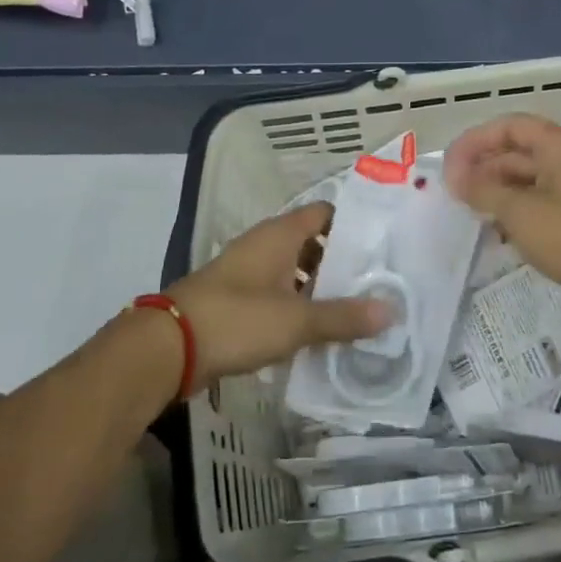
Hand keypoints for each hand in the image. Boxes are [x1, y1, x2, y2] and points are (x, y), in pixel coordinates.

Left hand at [164, 203, 390, 390]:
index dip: (354, 223)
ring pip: (294, 271)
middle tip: (379, 280)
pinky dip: (297, 305)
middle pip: (313, 243)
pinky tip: (317, 330)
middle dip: (342, 261)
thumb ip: (344, 316)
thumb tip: (392, 311)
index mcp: (280, 234)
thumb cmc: (237, 319)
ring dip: (319, 287)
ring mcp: (247, 271)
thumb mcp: (296, 320)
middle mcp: (264, 244)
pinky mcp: (235, 299)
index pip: (325, 213)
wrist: (168, 348)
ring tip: (355, 307)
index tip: (383, 242)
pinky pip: (277, 294)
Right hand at [444, 114, 560, 314]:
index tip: (449, 166)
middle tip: (452, 193)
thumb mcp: (520, 210)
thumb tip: (455, 176)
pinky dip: (514, 214)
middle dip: (483, 168)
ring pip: (526, 182)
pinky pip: (538, 207)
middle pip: (517, 153)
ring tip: (468, 212)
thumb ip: (482, 189)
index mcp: (558, 146)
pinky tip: (496, 233)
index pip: (510, 126)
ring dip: (496, 193)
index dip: (476, 141)